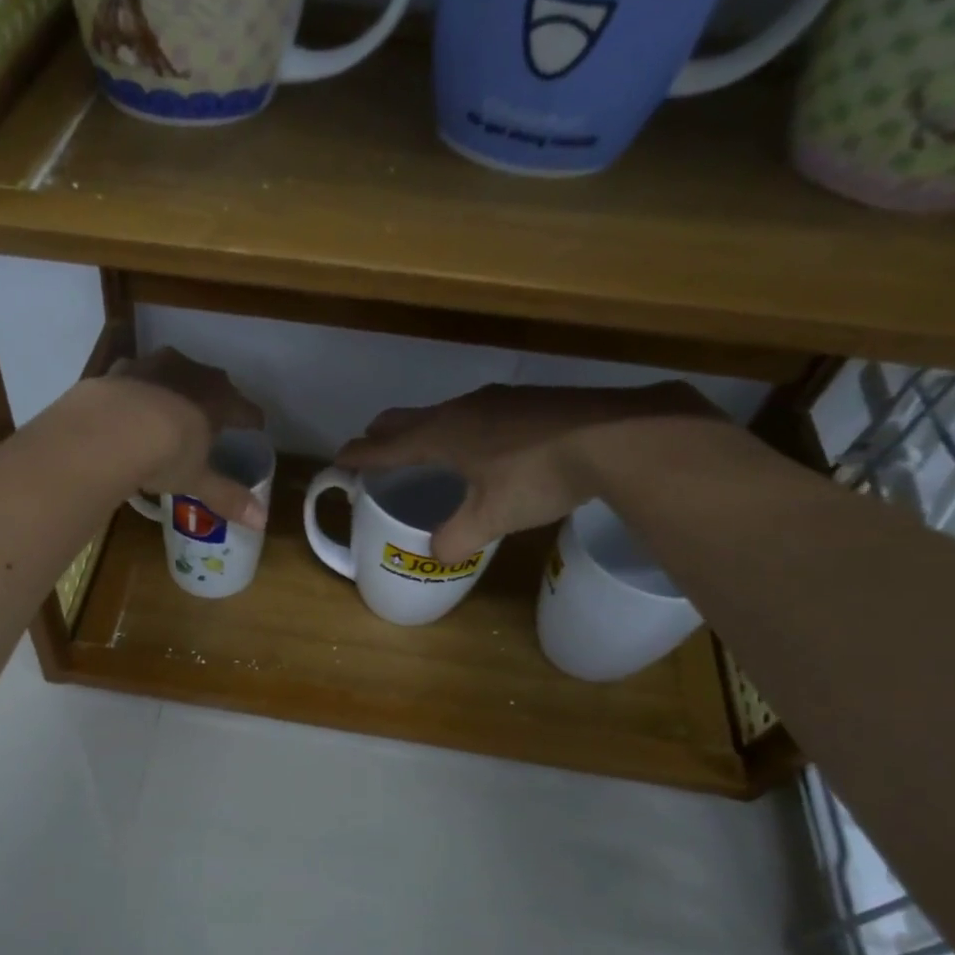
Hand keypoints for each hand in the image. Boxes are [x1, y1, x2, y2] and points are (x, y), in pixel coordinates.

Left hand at [105, 347, 268, 527]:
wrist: (106, 431)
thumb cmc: (165, 455)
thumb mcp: (197, 480)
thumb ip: (227, 497)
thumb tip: (261, 521)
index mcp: (217, 400)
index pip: (244, 408)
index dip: (252, 419)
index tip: (256, 426)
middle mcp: (190, 373)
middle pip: (212, 382)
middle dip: (215, 398)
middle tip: (214, 415)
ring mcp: (152, 366)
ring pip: (173, 371)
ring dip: (176, 386)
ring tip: (172, 405)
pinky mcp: (118, 370)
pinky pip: (135, 376)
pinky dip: (138, 388)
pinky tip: (131, 403)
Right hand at [335, 382, 717, 562]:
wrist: (615, 436)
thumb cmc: (538, 476)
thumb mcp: (492, 517)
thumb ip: (457, 538)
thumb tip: (437, 554)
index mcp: (442, 435)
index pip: (387, 445)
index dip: (361, 454)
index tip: (339, 458)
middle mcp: (462, 410)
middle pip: (409, 418)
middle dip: (385, 433)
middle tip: (372, 447)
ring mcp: (497, 401)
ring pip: (444, 413)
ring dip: (425, 430)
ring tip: (424, 448)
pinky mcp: (528, 402)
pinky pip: (475, 414)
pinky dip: (460, 429)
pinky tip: (481, 446)